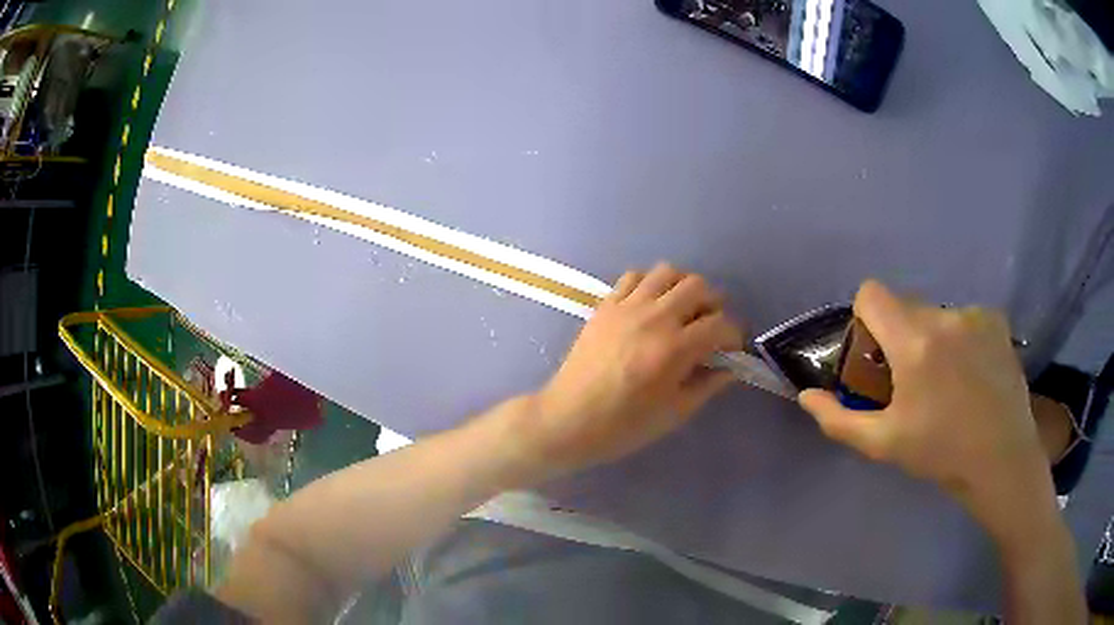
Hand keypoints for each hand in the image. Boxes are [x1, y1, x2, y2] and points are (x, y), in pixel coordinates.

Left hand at [510, 263, 743, 477]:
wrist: (568, 420)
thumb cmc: (624, 425)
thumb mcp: (675, 413)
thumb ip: (708, 385)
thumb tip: (730, 367)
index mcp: (675, 348)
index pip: (721, 324)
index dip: (734, 335)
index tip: (732, 348)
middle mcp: (654, 317)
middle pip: (698, 287)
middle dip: (714, 304)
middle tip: (711, 327)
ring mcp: (626, 307)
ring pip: (667, 272)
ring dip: (683, 287)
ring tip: (683, 310)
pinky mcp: (605, 305)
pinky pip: (633, 277)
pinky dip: (650, 284)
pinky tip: (650, 305)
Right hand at [799, 281, 1054, 541]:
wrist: (1001, 459)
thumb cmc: (940, 453)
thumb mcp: (883, 443)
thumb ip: (839, 419)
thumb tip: (806, 396)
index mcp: (914, 342)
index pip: (872, 293)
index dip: (865, 319)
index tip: (875, 355)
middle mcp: (944, 316)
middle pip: (905, 306)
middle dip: (899, 335)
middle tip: (911, 380)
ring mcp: (974, 315)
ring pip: (936, 314)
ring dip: (931, 339)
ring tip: (947, 382)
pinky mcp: (996, 320)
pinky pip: (964, 318)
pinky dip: (960, 339)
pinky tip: (972, 374)